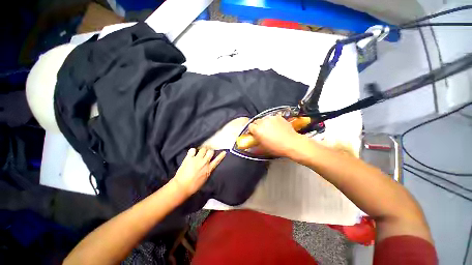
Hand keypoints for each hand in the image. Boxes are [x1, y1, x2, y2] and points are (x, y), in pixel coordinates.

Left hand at [172, 147, 225, 196]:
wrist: (182, 187)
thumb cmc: (193, 186)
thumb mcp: (204, 179)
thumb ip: (208, 171)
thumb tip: (208, 167)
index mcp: (209, 169)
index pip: (217, 160)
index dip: (221, 155)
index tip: (224, 152)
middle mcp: (204, 162)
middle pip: (210, 151)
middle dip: (209, 151)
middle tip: (207, 152)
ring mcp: (197, 159)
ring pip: (203, 149)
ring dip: (202, 150)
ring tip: (200, 152)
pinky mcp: (189, 158)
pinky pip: (193, 150)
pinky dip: (193, 151)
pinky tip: (192, 153)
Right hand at [248, 115, 303, 156]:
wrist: (291, 143)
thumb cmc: (276, 147)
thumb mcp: (263, 147)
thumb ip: (256, 142)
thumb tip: (252, 142)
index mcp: (257, 130)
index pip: (250, 126)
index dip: (252, 130)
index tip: (255, 133)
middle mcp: (262, 122)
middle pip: (256, 121)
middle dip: (258, 126)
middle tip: (262, 131)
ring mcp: (271, 118)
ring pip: (264, 119)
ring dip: (265, 123)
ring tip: (270, 128)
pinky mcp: (278, 116)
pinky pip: (272, 118)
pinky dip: (272, 121)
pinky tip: (277, 126)